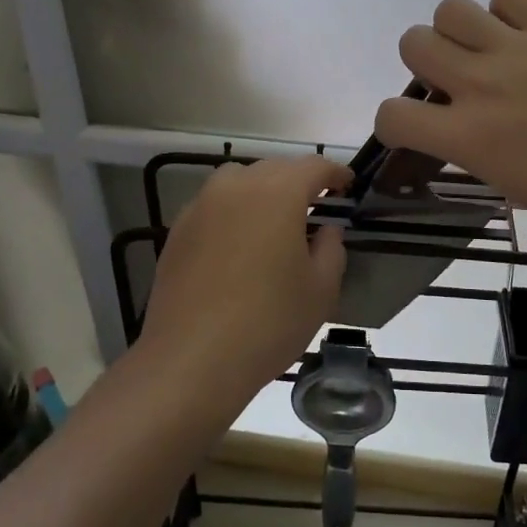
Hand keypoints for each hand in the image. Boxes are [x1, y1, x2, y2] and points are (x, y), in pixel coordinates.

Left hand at [137, 156, 350, 408]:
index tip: (348, 186)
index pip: (313, 167)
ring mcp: (201, 206)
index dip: (335, 174)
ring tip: (275, 221)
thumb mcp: (321, 289)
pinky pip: (214, 205)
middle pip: (274, 169)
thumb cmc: (269, 322)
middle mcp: (236, 187)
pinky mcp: (178, 231)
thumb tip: (326, 229)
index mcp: (277, 193)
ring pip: (239, 181)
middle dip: (298, 181)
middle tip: (316, 206)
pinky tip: (239, 245)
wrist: (192, 359)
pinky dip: (233, 212)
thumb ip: (331, 248)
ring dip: (262, 191)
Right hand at [376, 0, 526, 242]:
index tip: (416, 128)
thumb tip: (464, 132)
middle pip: (413, 42)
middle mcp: (480, 84)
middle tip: (456, 81)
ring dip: (459, 31)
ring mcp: (518, 48)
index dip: (395, 122)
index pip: (392, 115)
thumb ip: (477, 153)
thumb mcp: (516, 188)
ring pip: (451, 9)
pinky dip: (508, 10)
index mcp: (468, 137)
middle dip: (425, 63)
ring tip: (489, 50)